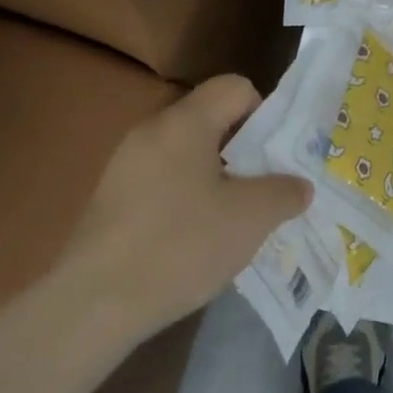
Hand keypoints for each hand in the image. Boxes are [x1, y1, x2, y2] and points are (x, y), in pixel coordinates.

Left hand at [63, 75, 311, 334]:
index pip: (235, 87)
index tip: (276, 155)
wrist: (94, 305)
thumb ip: (285, 192)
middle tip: (267, 189)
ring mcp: (126, 168)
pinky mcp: (113, 202)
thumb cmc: (182, 245)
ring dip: (220, 179)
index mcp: (184, 123)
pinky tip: (198, 241)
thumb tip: (298, 186)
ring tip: (237, 220)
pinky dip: (190, 201)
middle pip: (212, 122)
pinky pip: (166, 184)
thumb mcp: (252, 217)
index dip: (265, 112)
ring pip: (190, 156)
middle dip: (247, 151)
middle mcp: (151, 133)